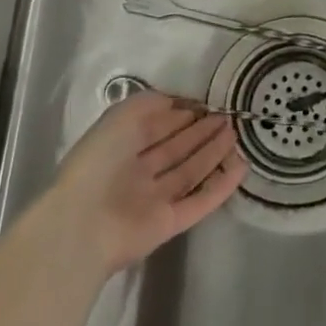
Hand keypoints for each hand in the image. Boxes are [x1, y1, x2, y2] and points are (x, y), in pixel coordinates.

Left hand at [44, 93, 246, 275]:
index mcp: (120, 146)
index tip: (208, 103)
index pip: (157, 126)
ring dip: (213, 153)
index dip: (181, 114)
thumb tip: (176, 102)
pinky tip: (241, 166)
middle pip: (176, 148)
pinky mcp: (168, 223)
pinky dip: (220, 186)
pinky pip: (199, 201)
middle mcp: (137, 172)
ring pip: (189, 172)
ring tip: (236, 134)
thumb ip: (150, 103)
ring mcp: (153, 199)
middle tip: (228, 118)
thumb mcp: (121, 116)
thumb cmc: (100, 160)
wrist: (84, 223)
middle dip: (201, 132)